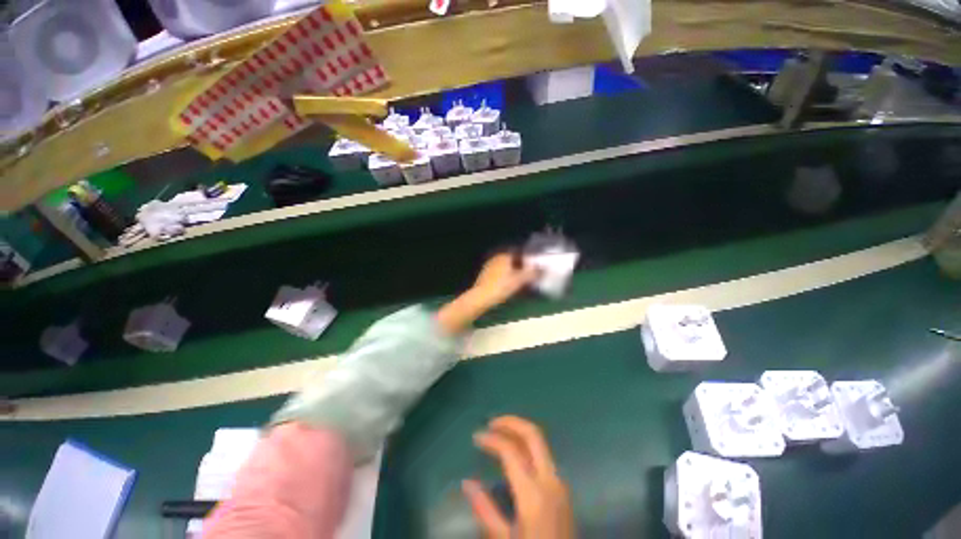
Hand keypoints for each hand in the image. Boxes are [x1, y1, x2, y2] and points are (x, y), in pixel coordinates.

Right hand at [463, 416, 575, 538]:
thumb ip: (484, 509)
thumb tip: (467, 483)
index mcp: (533, 494)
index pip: (511, 450)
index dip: (491, 439)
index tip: (476, 436)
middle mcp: (550, 479)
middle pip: (533, 434)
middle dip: (511, 422)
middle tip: (491, 423)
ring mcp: (559, 481)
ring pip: (540, 442)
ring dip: (519, 431)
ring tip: (499, 433)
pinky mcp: (562, 487)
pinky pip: (544, 455)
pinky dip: (527, 445)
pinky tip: (514, 452)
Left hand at [469, 252, 539, 310]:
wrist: (480, 298)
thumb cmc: (501, 286)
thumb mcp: (520, 280)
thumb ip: (532, 273)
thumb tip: (543, 269)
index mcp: (504, 256)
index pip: (518, 252)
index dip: (527, 258)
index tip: (533, 265)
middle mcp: (496, 258)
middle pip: (511, 259)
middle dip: (520, 265)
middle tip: (528, 274)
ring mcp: (488, 266)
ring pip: (504, 267)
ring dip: (512, 272)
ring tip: (520, 281)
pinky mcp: (484, 276)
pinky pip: (498, 274)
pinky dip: (505, 277)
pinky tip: (508, 285)